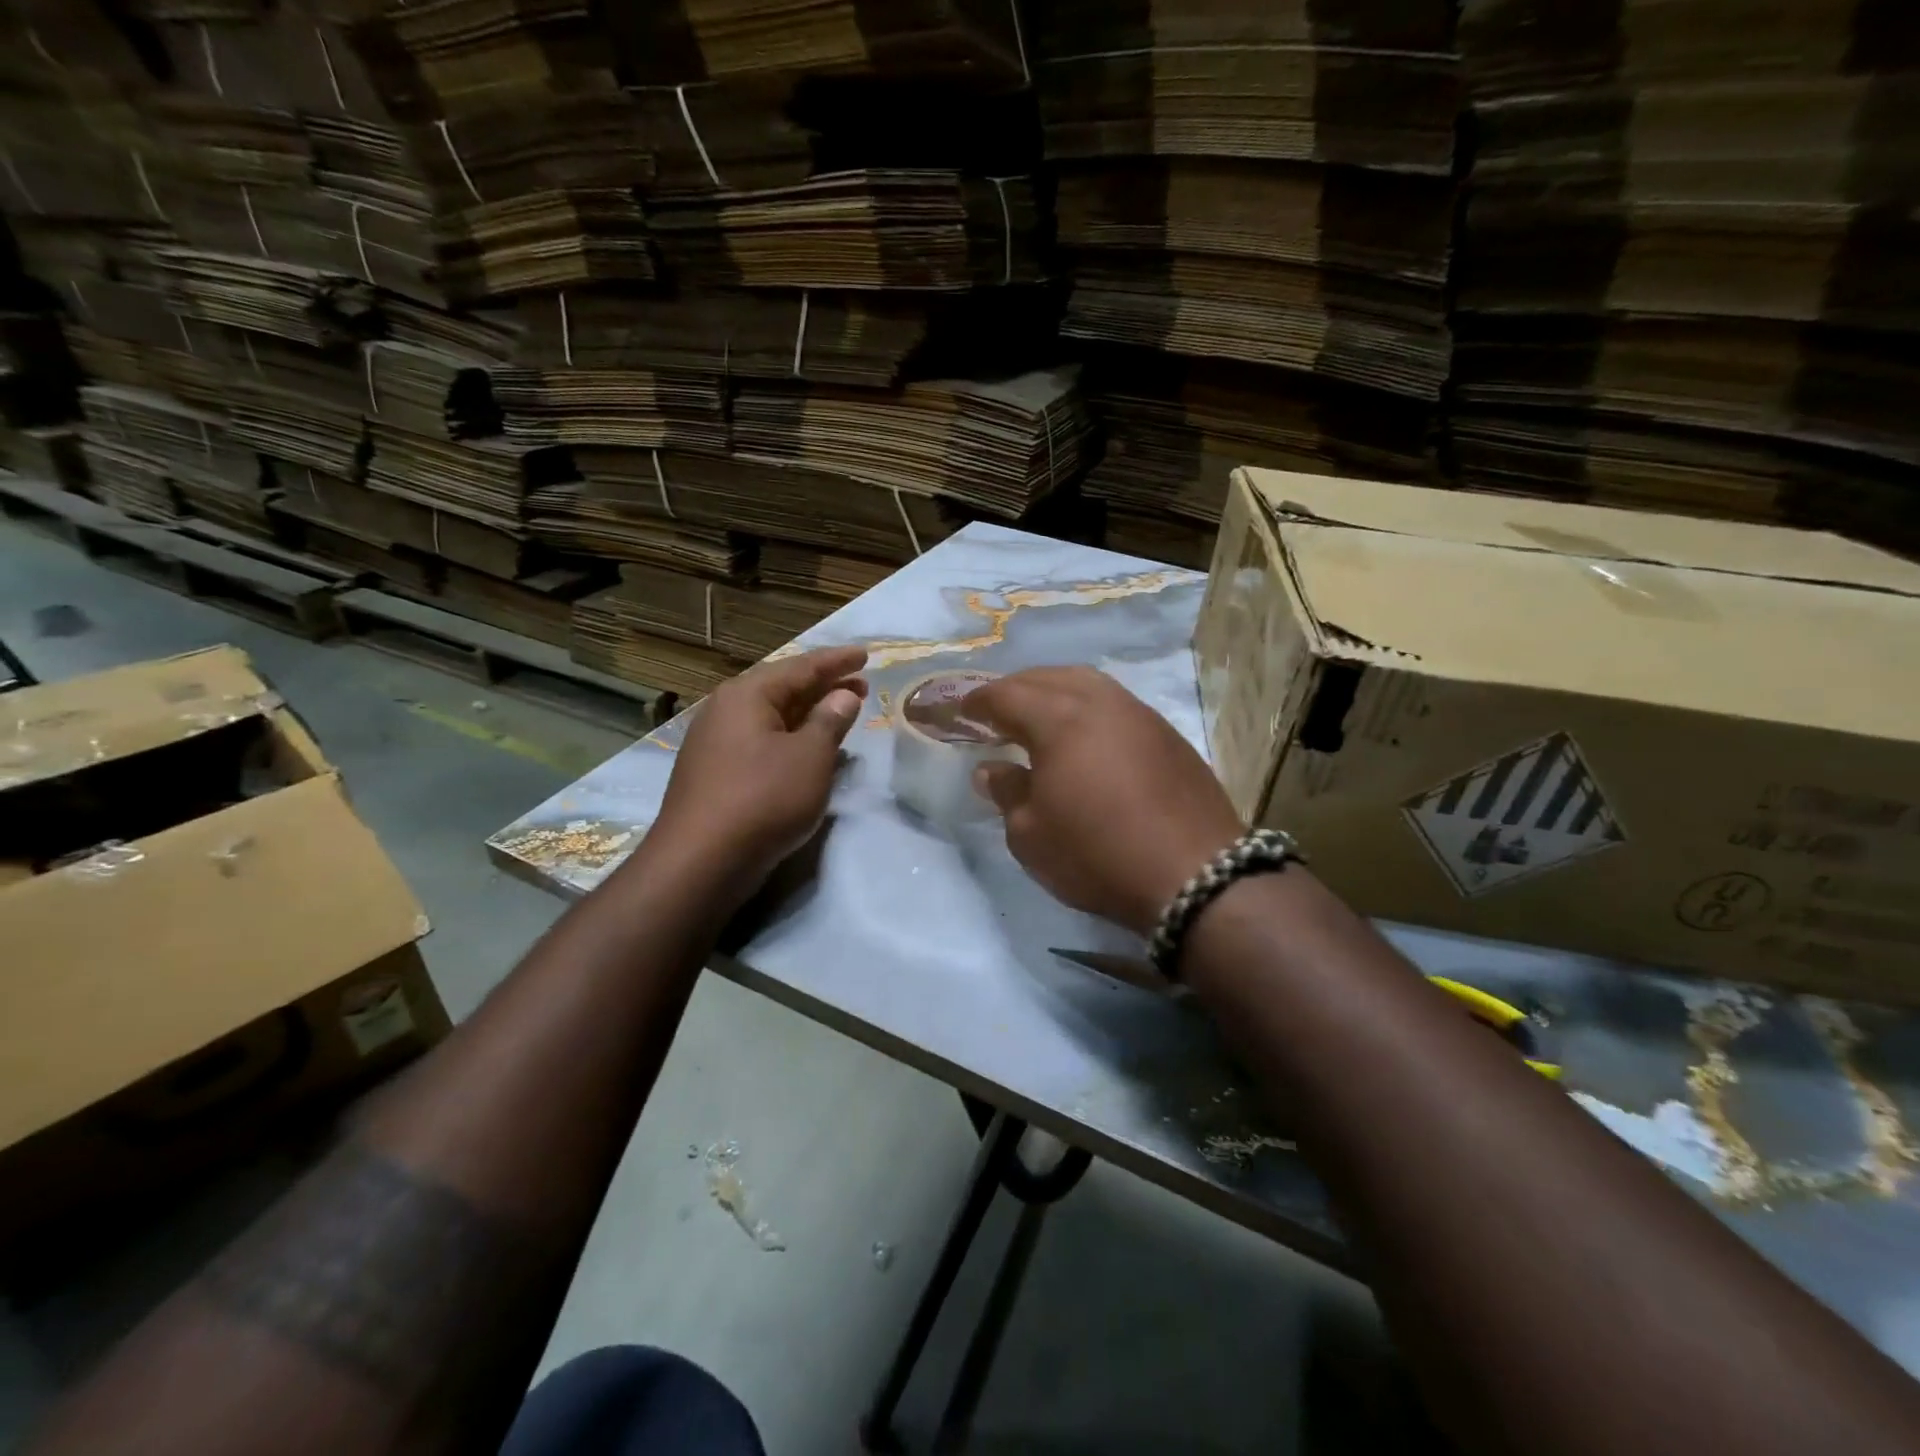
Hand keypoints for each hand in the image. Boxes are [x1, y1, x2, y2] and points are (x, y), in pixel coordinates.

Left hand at [652, 646, 867, 889]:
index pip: (801, 667)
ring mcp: (716, 742)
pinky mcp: (716, 772)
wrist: (701, 860)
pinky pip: (762, 741)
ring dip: (808, 714)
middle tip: (861, 685)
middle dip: (824, 687)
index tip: (865, 655)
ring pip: (772, 717)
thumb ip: (830, 721)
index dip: (837, 662)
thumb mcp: (810, 757)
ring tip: (841, 714)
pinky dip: (790, 738)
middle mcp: (726, 710)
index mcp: (747, 695)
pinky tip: (807, 751)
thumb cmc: (763, 799)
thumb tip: (843, 696)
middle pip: (783, 688)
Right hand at [967, 667, 1243, 933]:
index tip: (961, 711)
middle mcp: (1101, 703)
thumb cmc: (1097, 855)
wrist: (1195, 875)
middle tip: (997, 710)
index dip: (979, 701)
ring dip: (1056, 691)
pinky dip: (1089, 708)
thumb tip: (991, 769)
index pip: (1007, 695)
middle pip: (1049, 678)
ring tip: (1040, 716)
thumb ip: (1007, 793)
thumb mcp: (1032, 835)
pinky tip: (1087, 736)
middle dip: (1017, 688)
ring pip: (1088, 684)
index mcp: (1060, 720)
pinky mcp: (1168, 735)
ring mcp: (1140, 715)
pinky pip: (1116, 704)